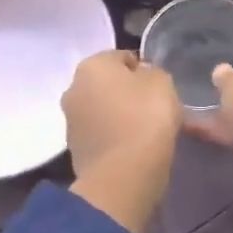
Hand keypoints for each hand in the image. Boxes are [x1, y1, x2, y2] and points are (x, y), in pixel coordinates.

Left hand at [63, 50, 182, 232]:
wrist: (124, 175)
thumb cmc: (145, 118)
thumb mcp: (162, 82)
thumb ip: (151, 72)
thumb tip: (141, 76)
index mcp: (91, 65)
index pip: (122, 57)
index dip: (143, 69)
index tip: (159, 87)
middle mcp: (73, 88)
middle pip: (107, 84)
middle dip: (126, 92)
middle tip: (152, 108)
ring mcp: (70, 122)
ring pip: (101, 110)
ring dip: (118, 116)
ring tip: (144, 131)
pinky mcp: (75, 150)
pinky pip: (100, 135)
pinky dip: (114, 138)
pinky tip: (132, 148)